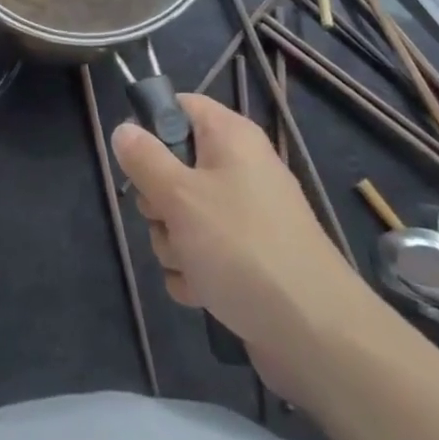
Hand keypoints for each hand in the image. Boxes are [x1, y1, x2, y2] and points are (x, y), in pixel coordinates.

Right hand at [112, 94, 365, 405]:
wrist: (315, 333)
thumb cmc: (242, 247)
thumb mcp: (180, 196)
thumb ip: (144, 159)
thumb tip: (123, 129)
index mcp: (230, 137)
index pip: (180, 106)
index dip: (151, 126)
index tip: (134, 160)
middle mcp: (240, 168)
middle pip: (175, 166)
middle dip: (158, 201)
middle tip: (166, 219)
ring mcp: (246, 215)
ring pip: (183, 215)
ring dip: (173, 243)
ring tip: (190, 264)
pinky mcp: (248, 257)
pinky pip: (203, 251)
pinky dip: (195, 271)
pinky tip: (201, 291)